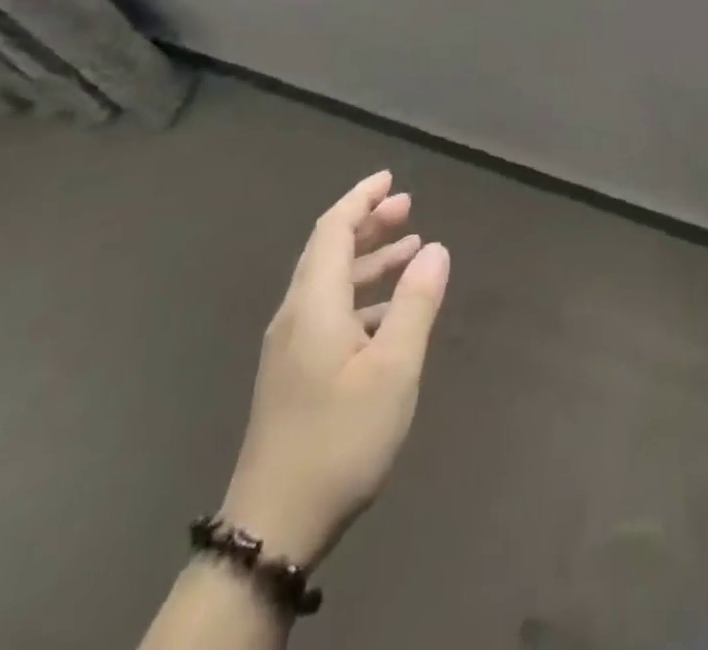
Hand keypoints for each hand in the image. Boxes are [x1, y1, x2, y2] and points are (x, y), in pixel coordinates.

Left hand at [219, 170, 449, 567]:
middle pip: (329, 251)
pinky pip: (329, 310)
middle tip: (408, 206)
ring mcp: (290, 347)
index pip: (333, 230)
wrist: (272, 527)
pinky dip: (362, 294)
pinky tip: (390, 311)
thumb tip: (435, 248)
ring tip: (410, 248)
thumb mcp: (393, 370)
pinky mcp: (292, 373)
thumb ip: (416, 304)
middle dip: (368, 223)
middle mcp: (295, 315)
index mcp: (314, 305)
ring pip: (330, 282)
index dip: (361, 199)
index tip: (391, 179)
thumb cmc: (340, 439)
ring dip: (369, 259)